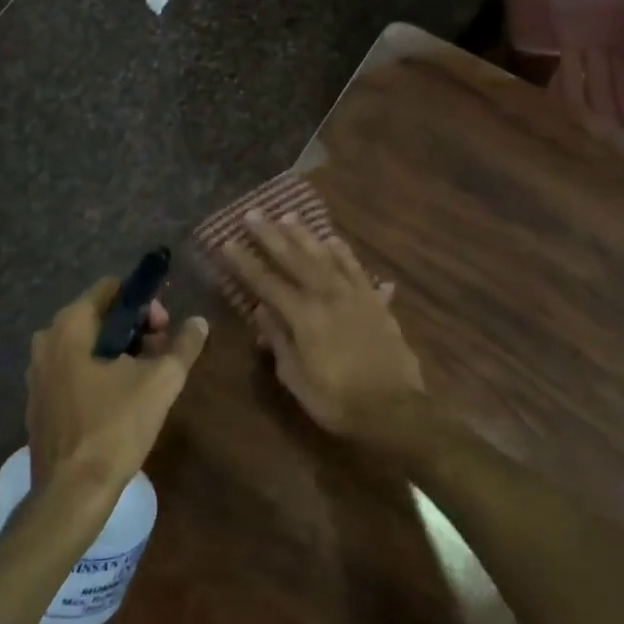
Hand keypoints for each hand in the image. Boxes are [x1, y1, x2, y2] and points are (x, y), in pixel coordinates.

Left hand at [26, 278, 208, 502]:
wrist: (71, 494)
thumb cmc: (114, 427)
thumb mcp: (161, 382)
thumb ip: (184, 345)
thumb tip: (200, 322)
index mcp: (70, 325)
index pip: (112, 289)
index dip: (144, 302)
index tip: (165, 328)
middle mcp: (46, 341)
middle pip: (100, 317)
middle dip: (135, 329)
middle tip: (161, 356)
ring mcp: (37, 374)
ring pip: (87, 346)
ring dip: (120, 353)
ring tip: (147, 380)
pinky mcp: (39, 403)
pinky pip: (74, 371)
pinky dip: (99, 375)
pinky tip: (120, 402)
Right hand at [220, 211, 423, 438]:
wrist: (396, 410)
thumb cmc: (339, 401)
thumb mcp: (297, 379)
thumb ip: (279, 342)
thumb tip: (261, 312)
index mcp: (304, 316)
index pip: (267, 282)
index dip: (245, 263)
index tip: (227, 242)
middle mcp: (328, 296)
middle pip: (295, 258)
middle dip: (271, 235)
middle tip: (253, 214)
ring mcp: (354, 295)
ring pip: (326, 255)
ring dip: (305, 235)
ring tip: (288, 215)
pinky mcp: (375, 301)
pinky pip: (356, 268)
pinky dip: (343, 252)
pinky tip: (334, 239)